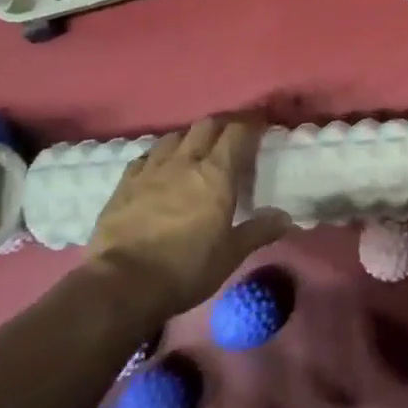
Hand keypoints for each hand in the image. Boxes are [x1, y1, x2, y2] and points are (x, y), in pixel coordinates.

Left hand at [88, 117, 289, 312]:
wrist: (122, 284)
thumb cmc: (186, 268)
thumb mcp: (231, 254)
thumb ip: (259, 231)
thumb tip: (285, 218)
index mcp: (216, 174)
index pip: (238, 132)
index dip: (252, 123)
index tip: (262, 123)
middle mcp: (184, 162)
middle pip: (206, 125)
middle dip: (222, 124)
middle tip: (232, 135)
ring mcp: (151, 170)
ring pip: (174, 136)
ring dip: (189, 137)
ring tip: (195, 150)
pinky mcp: (124, 184)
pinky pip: (145, 156)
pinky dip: (159, 155)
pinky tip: (160, 167)